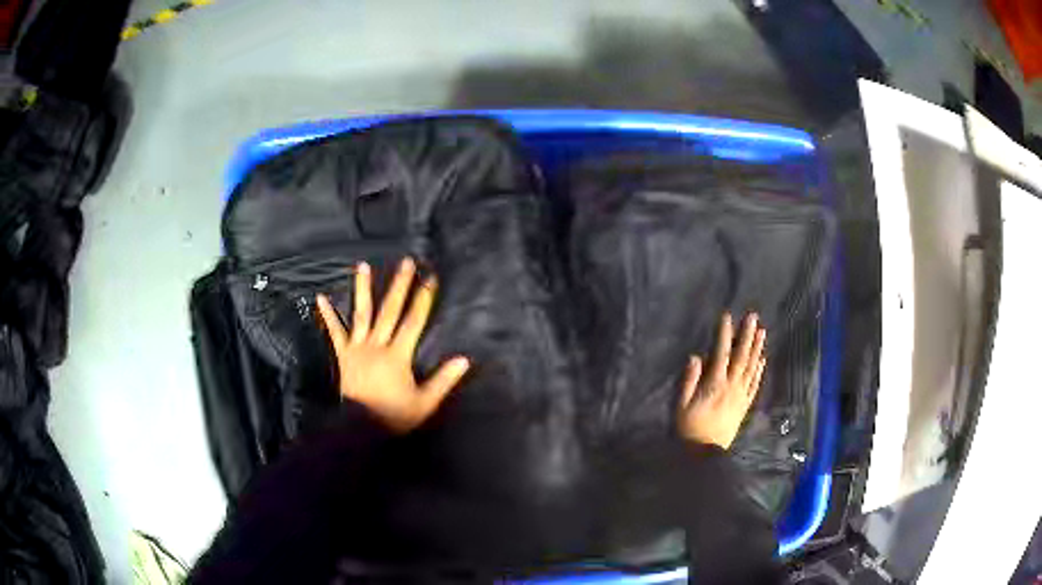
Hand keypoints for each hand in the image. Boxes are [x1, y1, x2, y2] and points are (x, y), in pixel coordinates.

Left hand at [316, 257, 470, 432]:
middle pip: (390, 310)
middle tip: (405, 262)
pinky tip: (320, 298)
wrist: (359, 428)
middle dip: (399, 285)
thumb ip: (443, 380)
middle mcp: (377, 345)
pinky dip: (328, 315)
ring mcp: (357, 348)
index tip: (430, 278)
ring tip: (363, 266)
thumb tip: (464, 359)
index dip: (423, 299)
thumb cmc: (394, 416)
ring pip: (361, 314)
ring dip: (363, 288)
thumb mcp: (424, 403)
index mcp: (398, 355)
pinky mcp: (343, 355)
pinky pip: (335, 332)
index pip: (414, 321)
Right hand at [678, 312, 766, 448]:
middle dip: (747, 335)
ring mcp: (741, 396)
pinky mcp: (745, 405)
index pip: (721, 353)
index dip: (724, 334)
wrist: (704, 452)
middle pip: (742, 357)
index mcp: (715, 384)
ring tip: (762, 332)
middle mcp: (732, 386)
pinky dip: (759, 370)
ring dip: (757, 348)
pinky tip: (763, 359)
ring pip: (751, 367)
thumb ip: (689, 380)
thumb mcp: (681, 404)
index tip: (727, 316)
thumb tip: (695, 356)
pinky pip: (755, 384)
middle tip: (753, 317)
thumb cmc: (689, 427)